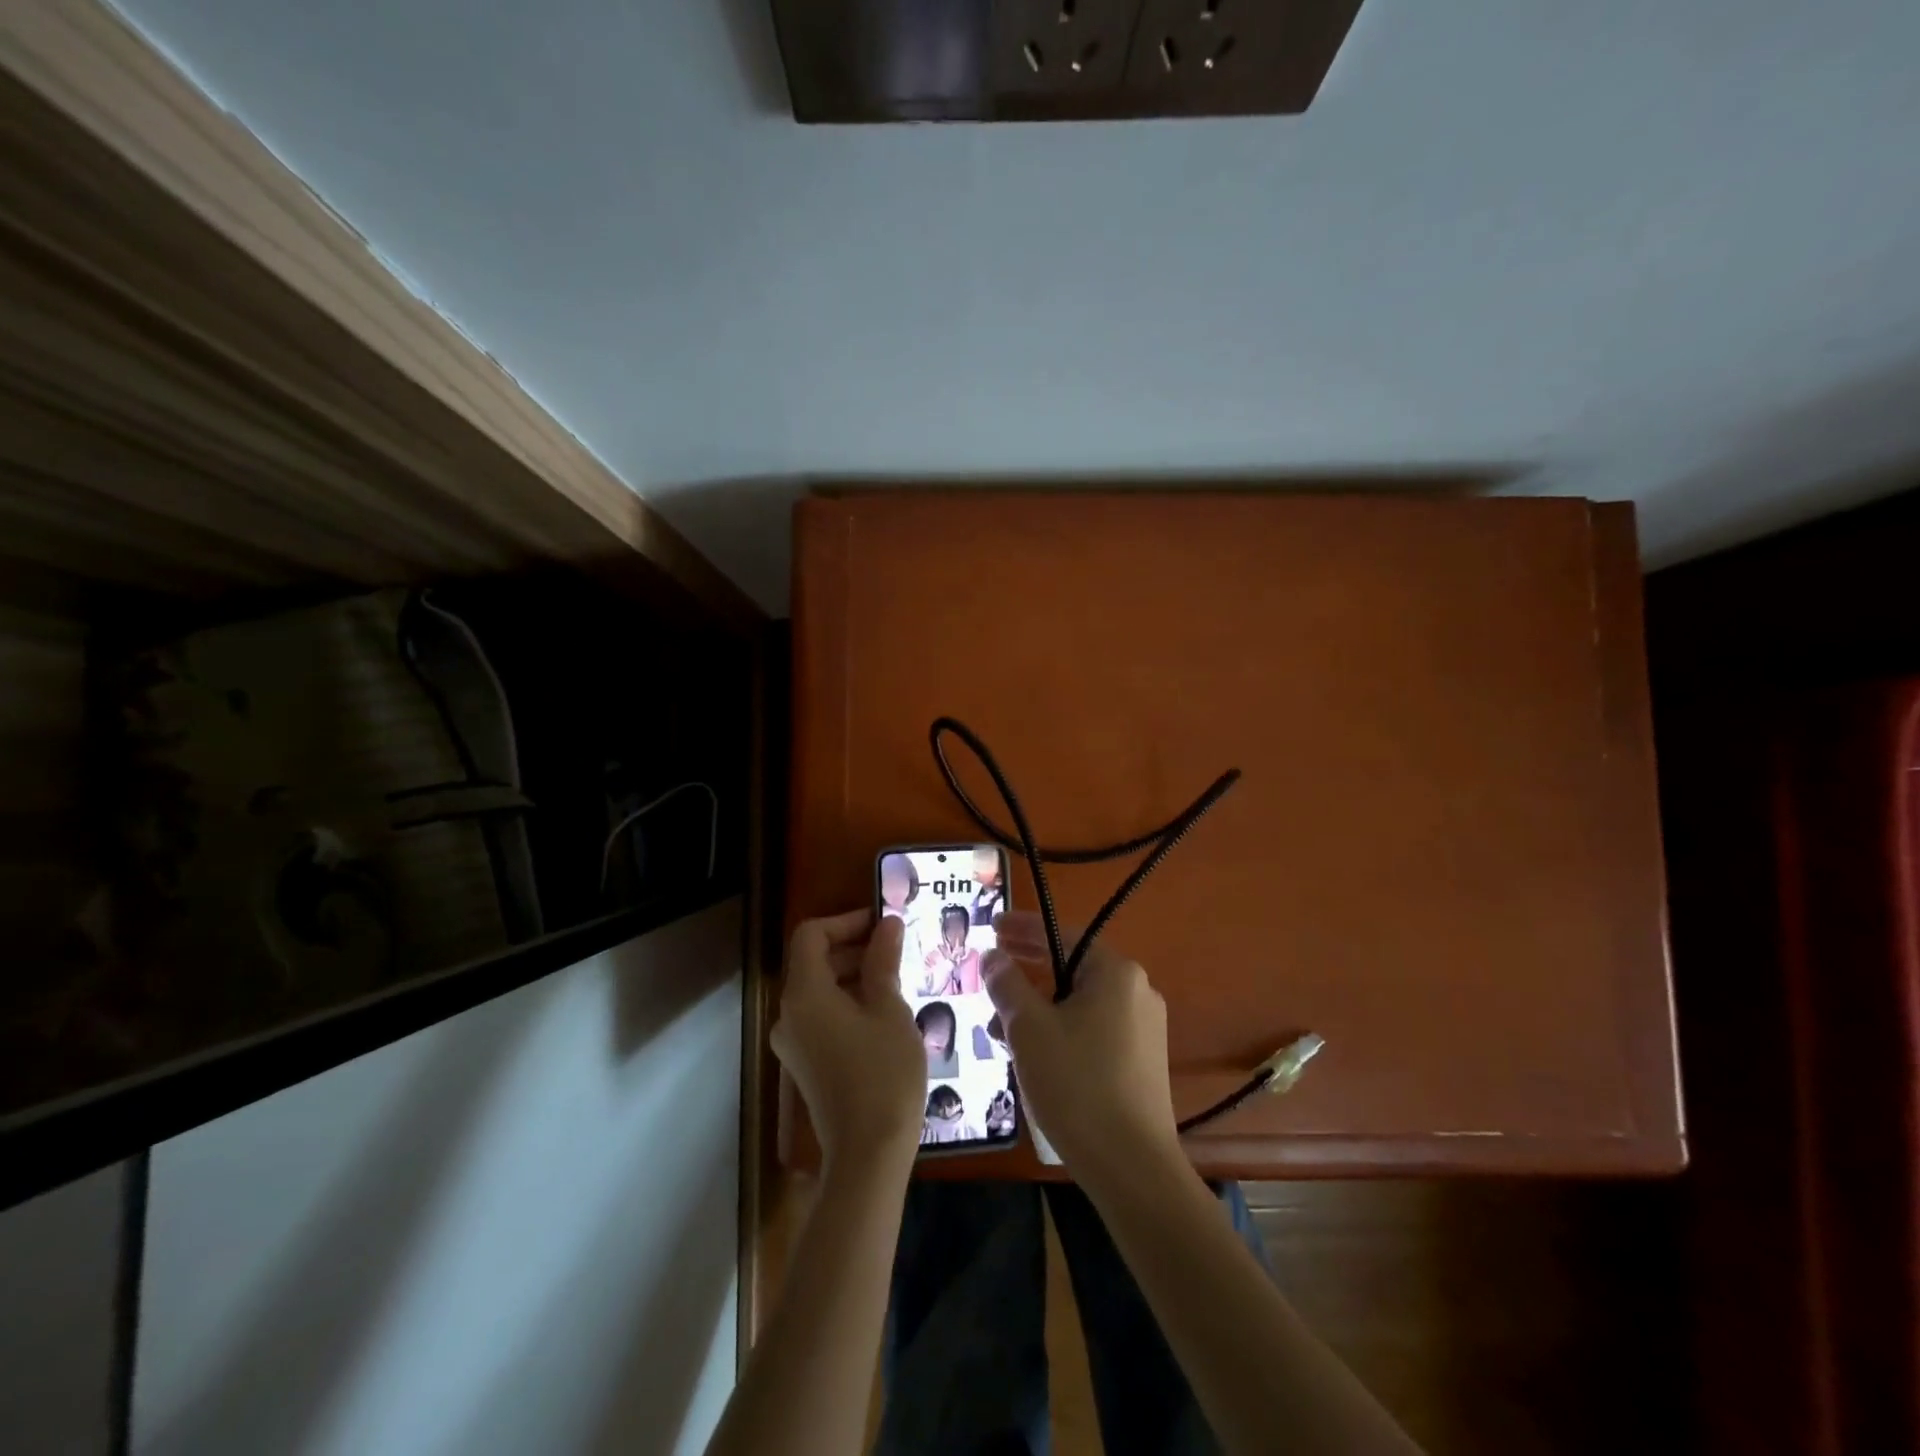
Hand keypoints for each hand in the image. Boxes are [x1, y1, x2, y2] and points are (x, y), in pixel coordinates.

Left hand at [774, 911, 922, 1177]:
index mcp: (804, 994)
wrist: (868, 1153)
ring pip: (819, 990)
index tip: (883, 923)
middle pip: (813, 961)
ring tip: (896, 978)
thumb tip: (887, 924)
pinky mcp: (805, 1064)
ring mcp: (793, 1043)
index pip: (811, 935)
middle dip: (853, 947)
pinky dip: (847, 1002)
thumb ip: (883, 961)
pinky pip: (821, 1017)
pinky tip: (884, 1012)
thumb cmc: (883, 1072)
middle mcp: (788, 1014)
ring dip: (853, 975)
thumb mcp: (889, 1009)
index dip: (846, 921)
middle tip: (896, 948)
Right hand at [984, 911, 1181, 1186]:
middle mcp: (1137, 991)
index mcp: (1115, 973)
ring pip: (1080, 1002)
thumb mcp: (1028, 1028)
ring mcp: (1144, 1028)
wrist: (1132, 1168)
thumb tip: (993, 956)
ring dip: (1039, 1006)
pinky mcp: (1142, 1061)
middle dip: (1028, 971)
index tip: (992, 927)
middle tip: (992, 972)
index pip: (1062, 935)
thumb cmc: (1076, 1084)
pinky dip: (1061, 1030)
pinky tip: (1034, 1055)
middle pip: (1072, 967)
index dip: (1023, 929)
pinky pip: (1094, 1028)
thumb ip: (1007, 984)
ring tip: (1000, 1029)